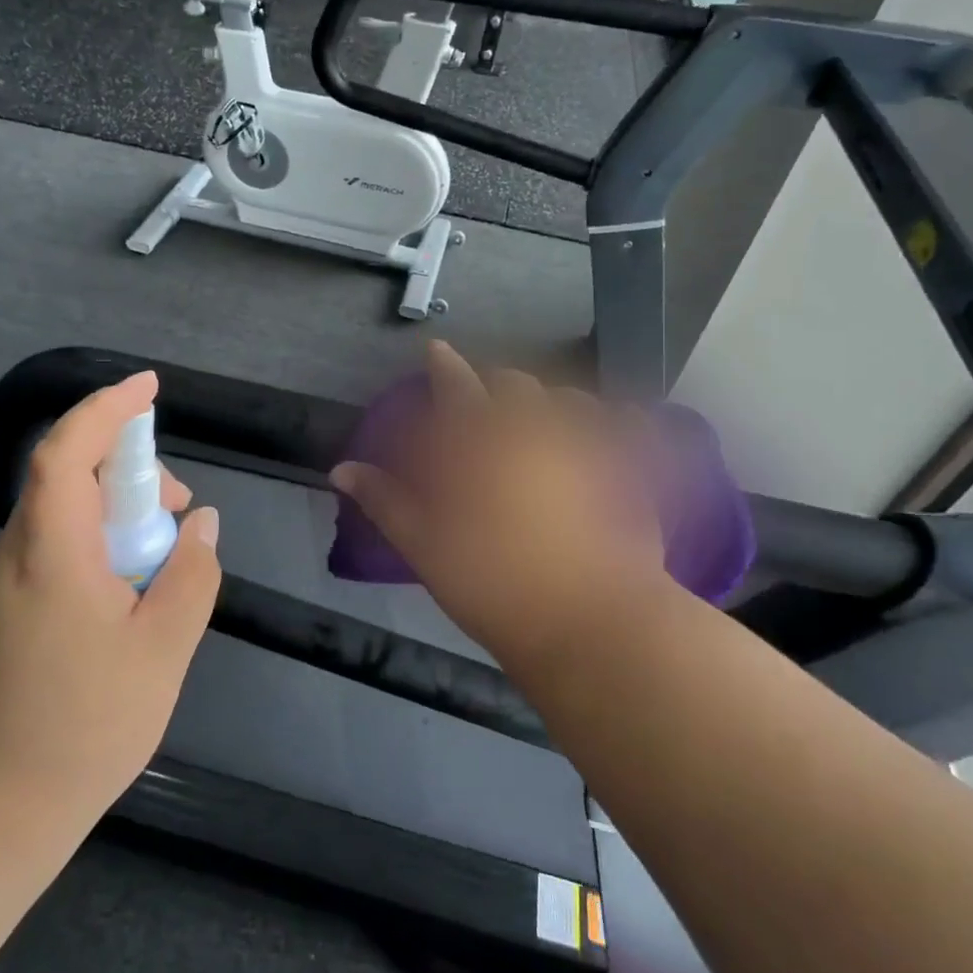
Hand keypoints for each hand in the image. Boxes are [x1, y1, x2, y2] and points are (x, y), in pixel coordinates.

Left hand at [0, 372, 220, 822]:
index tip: (149, 385)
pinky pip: (49, 552)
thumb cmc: (80, 728)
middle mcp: (13, 554)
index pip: (68, 449)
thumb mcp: (162, 651)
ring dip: (113, 516)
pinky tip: (122, 600)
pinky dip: (93, 548)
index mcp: (50, 551)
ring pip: (60, 518)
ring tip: (159, 564)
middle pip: (67, 478)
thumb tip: (201, 524)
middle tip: (178, 512)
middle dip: (128, 474)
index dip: (107, 408)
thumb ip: (190, 576)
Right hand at [331, 341, 670, 678]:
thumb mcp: (424, 545)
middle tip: (484, 404)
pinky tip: (610, 430)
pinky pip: (626, 425)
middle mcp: (534, 426)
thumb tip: (342, 469)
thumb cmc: (492, 583)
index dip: (443, 365)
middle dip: (494, 386)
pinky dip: (613, 421)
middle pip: (513, 384)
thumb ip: (385, 500)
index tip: (436, 350)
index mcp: (480, 439)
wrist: (589, 621)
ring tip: (541, 421)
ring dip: (547, 401)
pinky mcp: (630, 468)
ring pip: (567, 398)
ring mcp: (588, 443)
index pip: (455, 384)